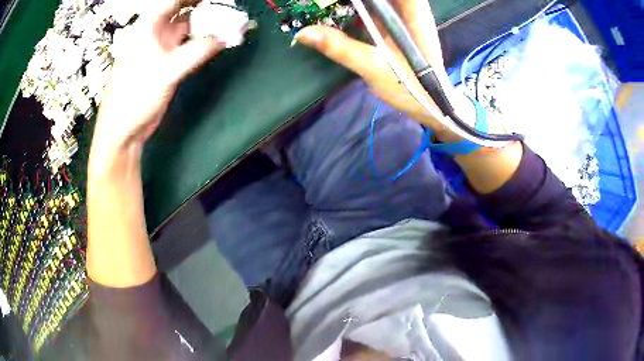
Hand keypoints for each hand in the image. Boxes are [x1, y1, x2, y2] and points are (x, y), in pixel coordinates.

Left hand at [92, 0, 222, 158]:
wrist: (123, 130)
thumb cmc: (134, 98)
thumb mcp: (166, 72)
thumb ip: (197, 52)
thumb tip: (223, 38)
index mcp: (148, 27)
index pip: (174, 1)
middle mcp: (155, 33)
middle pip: (183, 9)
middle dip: (203, 6)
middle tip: (224, 6)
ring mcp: (161, 47)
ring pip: (187, 26)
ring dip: (206, 22)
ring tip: (226, 19)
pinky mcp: (166, 62)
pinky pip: (188, 44)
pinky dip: (202, 40)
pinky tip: (215, 39)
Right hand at [295, 0, 471, 135]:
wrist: (430, 105)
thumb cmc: (411, 87)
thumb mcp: (374, 67)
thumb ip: (341, 48)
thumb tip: (303, 33)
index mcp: (413, 13)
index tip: (345, 0)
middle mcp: (409, 9)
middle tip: (326, 2)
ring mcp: (402, 17)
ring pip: (379, 1)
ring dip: (355, 3)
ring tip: (328, 5)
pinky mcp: (394, 25)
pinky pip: (375, 8)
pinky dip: (357, 8)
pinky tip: (340, 10)